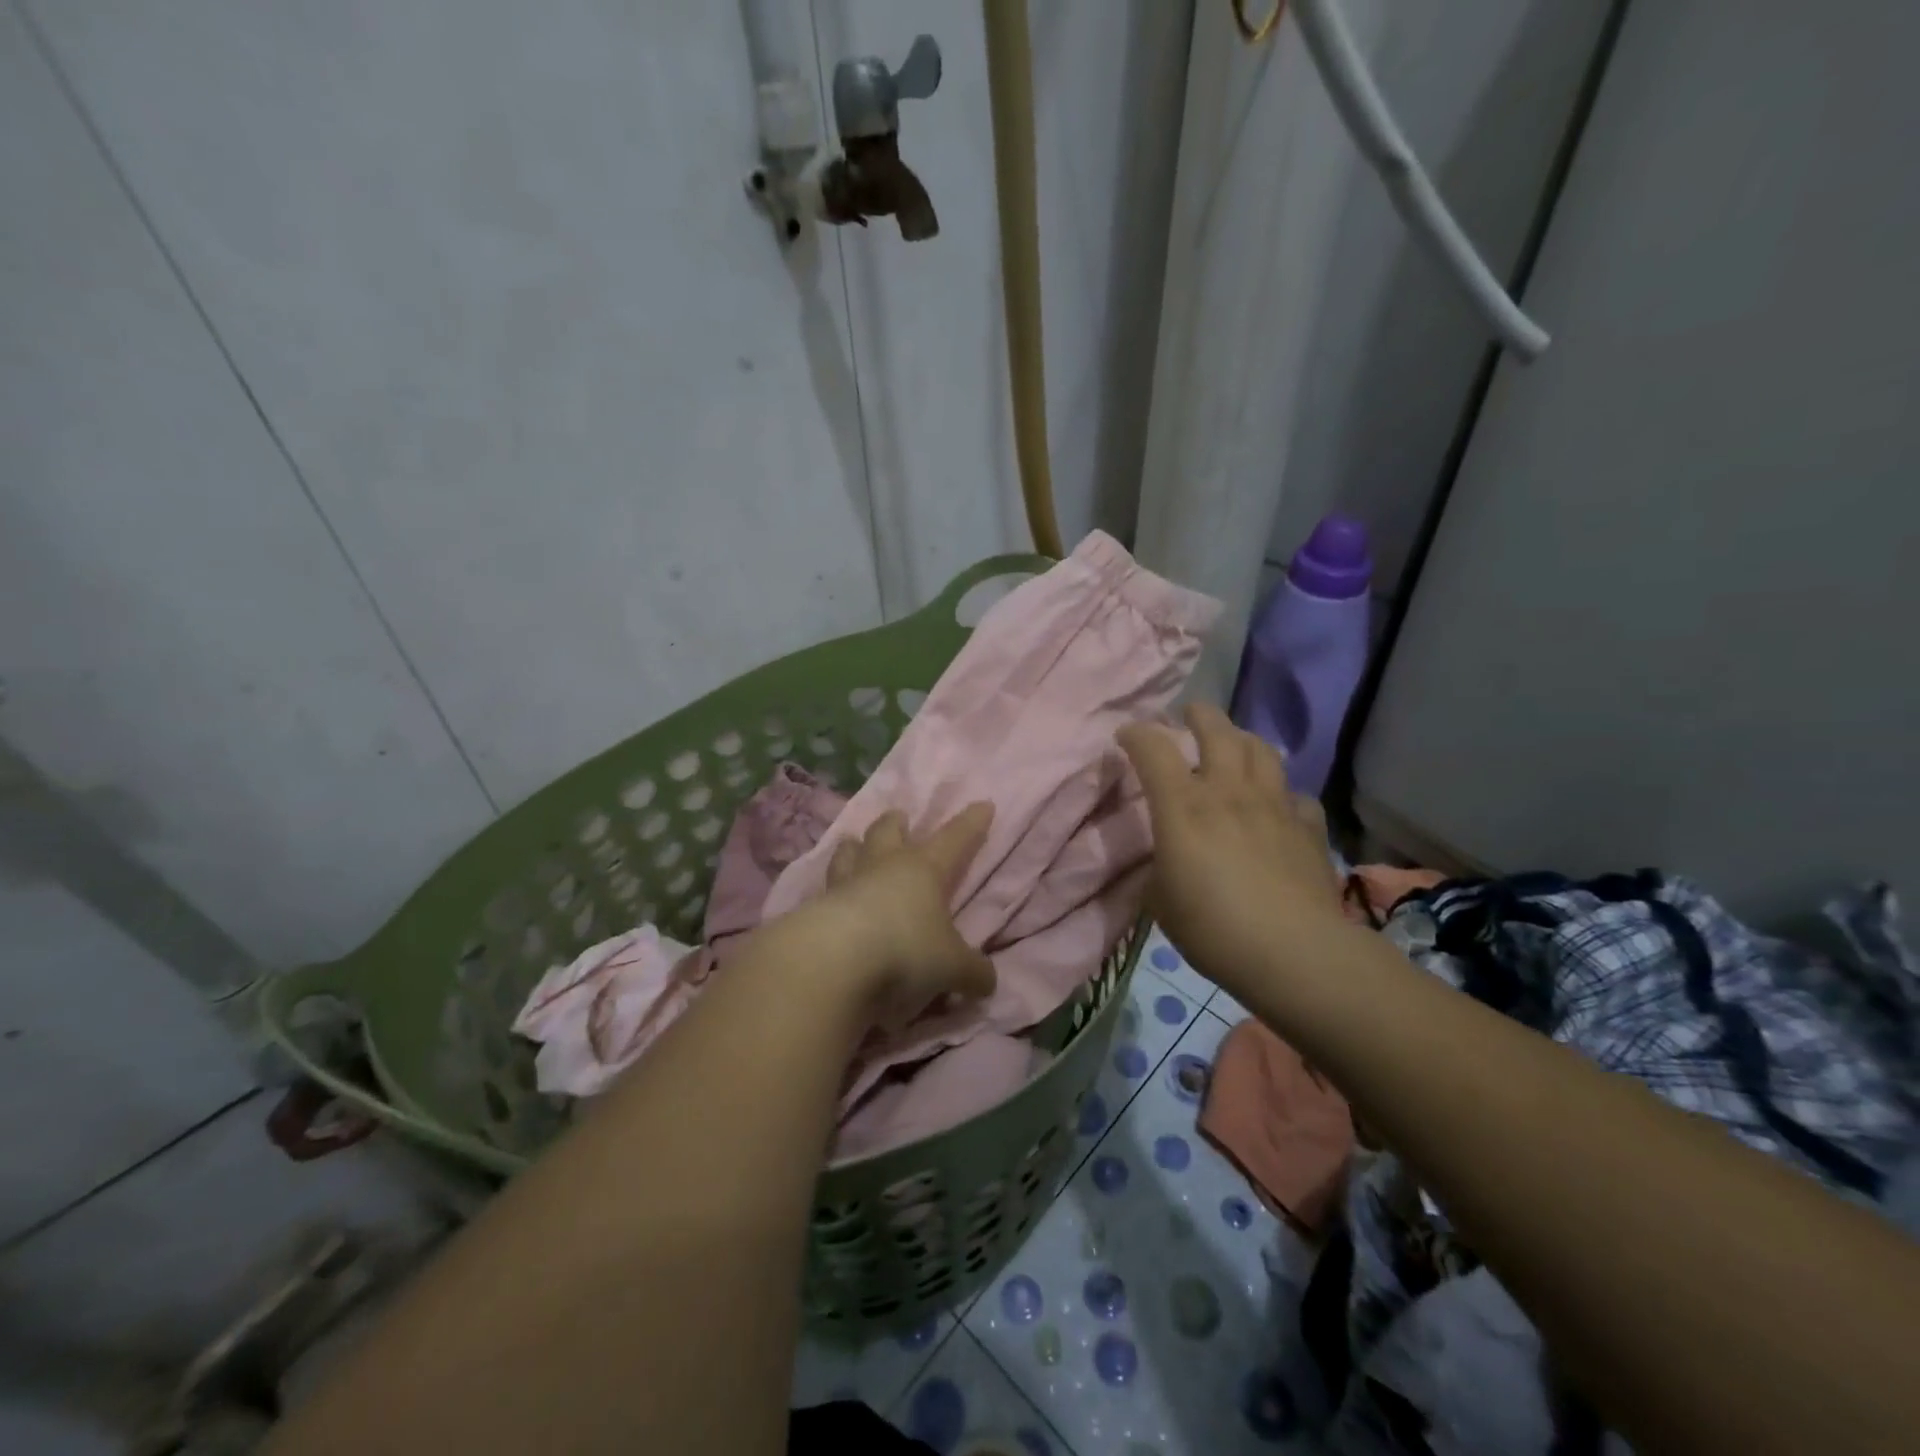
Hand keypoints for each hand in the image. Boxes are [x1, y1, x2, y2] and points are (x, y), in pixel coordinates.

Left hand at [803, 805, 996, 1033]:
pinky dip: (830, 892)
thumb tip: (987, 982)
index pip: (955, 838)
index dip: (971, 823)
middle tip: (899, 817)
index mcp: (924, 869)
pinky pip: (824, 890)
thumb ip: (972, 972)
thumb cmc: (905, 950)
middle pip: (887, 830)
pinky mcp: (815, 908)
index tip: (983, 805)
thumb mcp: (952, 967)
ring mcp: (845, 883)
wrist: (833, 962)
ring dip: (854, 847)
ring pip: (847, 851)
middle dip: (896, 822)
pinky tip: (830, 900)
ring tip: (853, 845)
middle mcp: (884, 866)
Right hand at [1119, 703, 1344, 994]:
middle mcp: (1228, 791)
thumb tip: (1165, 858)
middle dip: (1199, 715)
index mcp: (1183, 806)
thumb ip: (1158, 867)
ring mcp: (1273, 805)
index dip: (1136, 734)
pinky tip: (1277, 806)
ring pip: (1261, 750)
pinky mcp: (1307, 827)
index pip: (1153, 749)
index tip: (1126, 735)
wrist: (1293, 953)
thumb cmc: (1213, 928)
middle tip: (1189, 715)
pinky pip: (1295, 796)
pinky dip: (1281, 794)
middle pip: (1217, 730)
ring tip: (1233, 745)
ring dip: (1242, 739)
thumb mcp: (1161, 901)